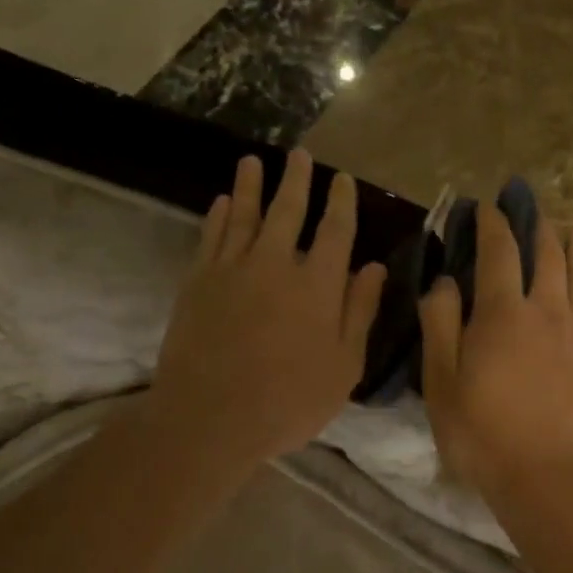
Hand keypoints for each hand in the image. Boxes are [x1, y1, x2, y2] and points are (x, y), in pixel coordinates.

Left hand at [152, 151, 385, 469]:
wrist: (210, 418)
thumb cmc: (289, 400)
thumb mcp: (343, 365)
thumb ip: (360, 312)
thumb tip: (375, 267)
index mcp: (318, 285)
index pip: (335, 231)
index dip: (341, 202)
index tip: (343, 179)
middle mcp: (276, 264)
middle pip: (288, 210)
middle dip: (297, 180)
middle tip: (300, 154)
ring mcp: (232, 269)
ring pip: (245, 215)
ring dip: (252, 185)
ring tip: (254, 161)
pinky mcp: (198, 282)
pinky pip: (211, 237)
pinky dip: (219, 216)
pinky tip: (223, 202)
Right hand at [418, 204, 572, 492]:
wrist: (547, 474)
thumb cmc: (482, 432)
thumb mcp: (441, 381)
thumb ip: (440, 324)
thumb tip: (445, 281)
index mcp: (502, 312)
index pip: (499, 252)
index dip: (493, 224)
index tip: (488, 208)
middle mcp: (547, 308)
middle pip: (548, 254)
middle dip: (539, 227)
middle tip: (534, 212)